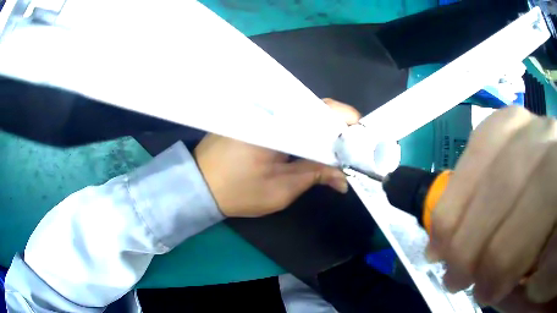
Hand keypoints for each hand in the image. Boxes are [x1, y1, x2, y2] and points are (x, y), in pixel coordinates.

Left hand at [194, 98, 359, 217]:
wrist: (200, 184)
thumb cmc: (238, 191)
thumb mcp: (281, 189)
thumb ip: (315, 176)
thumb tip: (344, 177)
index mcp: (278, 122)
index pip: (323, 110)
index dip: (347, 121)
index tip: (362, 140)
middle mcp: (271, 108)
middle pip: (316, 108)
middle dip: (338, 128)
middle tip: (351, 150)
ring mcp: (262, 109)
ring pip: (303, 112)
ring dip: (322, 129)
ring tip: (336, 150)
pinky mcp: (257, 116)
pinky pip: (289, 117)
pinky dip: (305, 129)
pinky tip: (312, 144)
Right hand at [425, 106, 556, 305]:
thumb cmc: (548, 252)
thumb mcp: (535, 281)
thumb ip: (520, 286)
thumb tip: (483, 281)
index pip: (541, 204)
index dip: (505, 257)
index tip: (483, 294)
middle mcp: (554, 138)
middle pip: (509, 175)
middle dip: (471, 238)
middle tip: (454, 278)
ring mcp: (535, 122)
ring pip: (489, 146)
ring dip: (456, 205)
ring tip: (442, 245)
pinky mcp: (519, 123)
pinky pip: (485, 134)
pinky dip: (464, 172)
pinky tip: (455, 203)